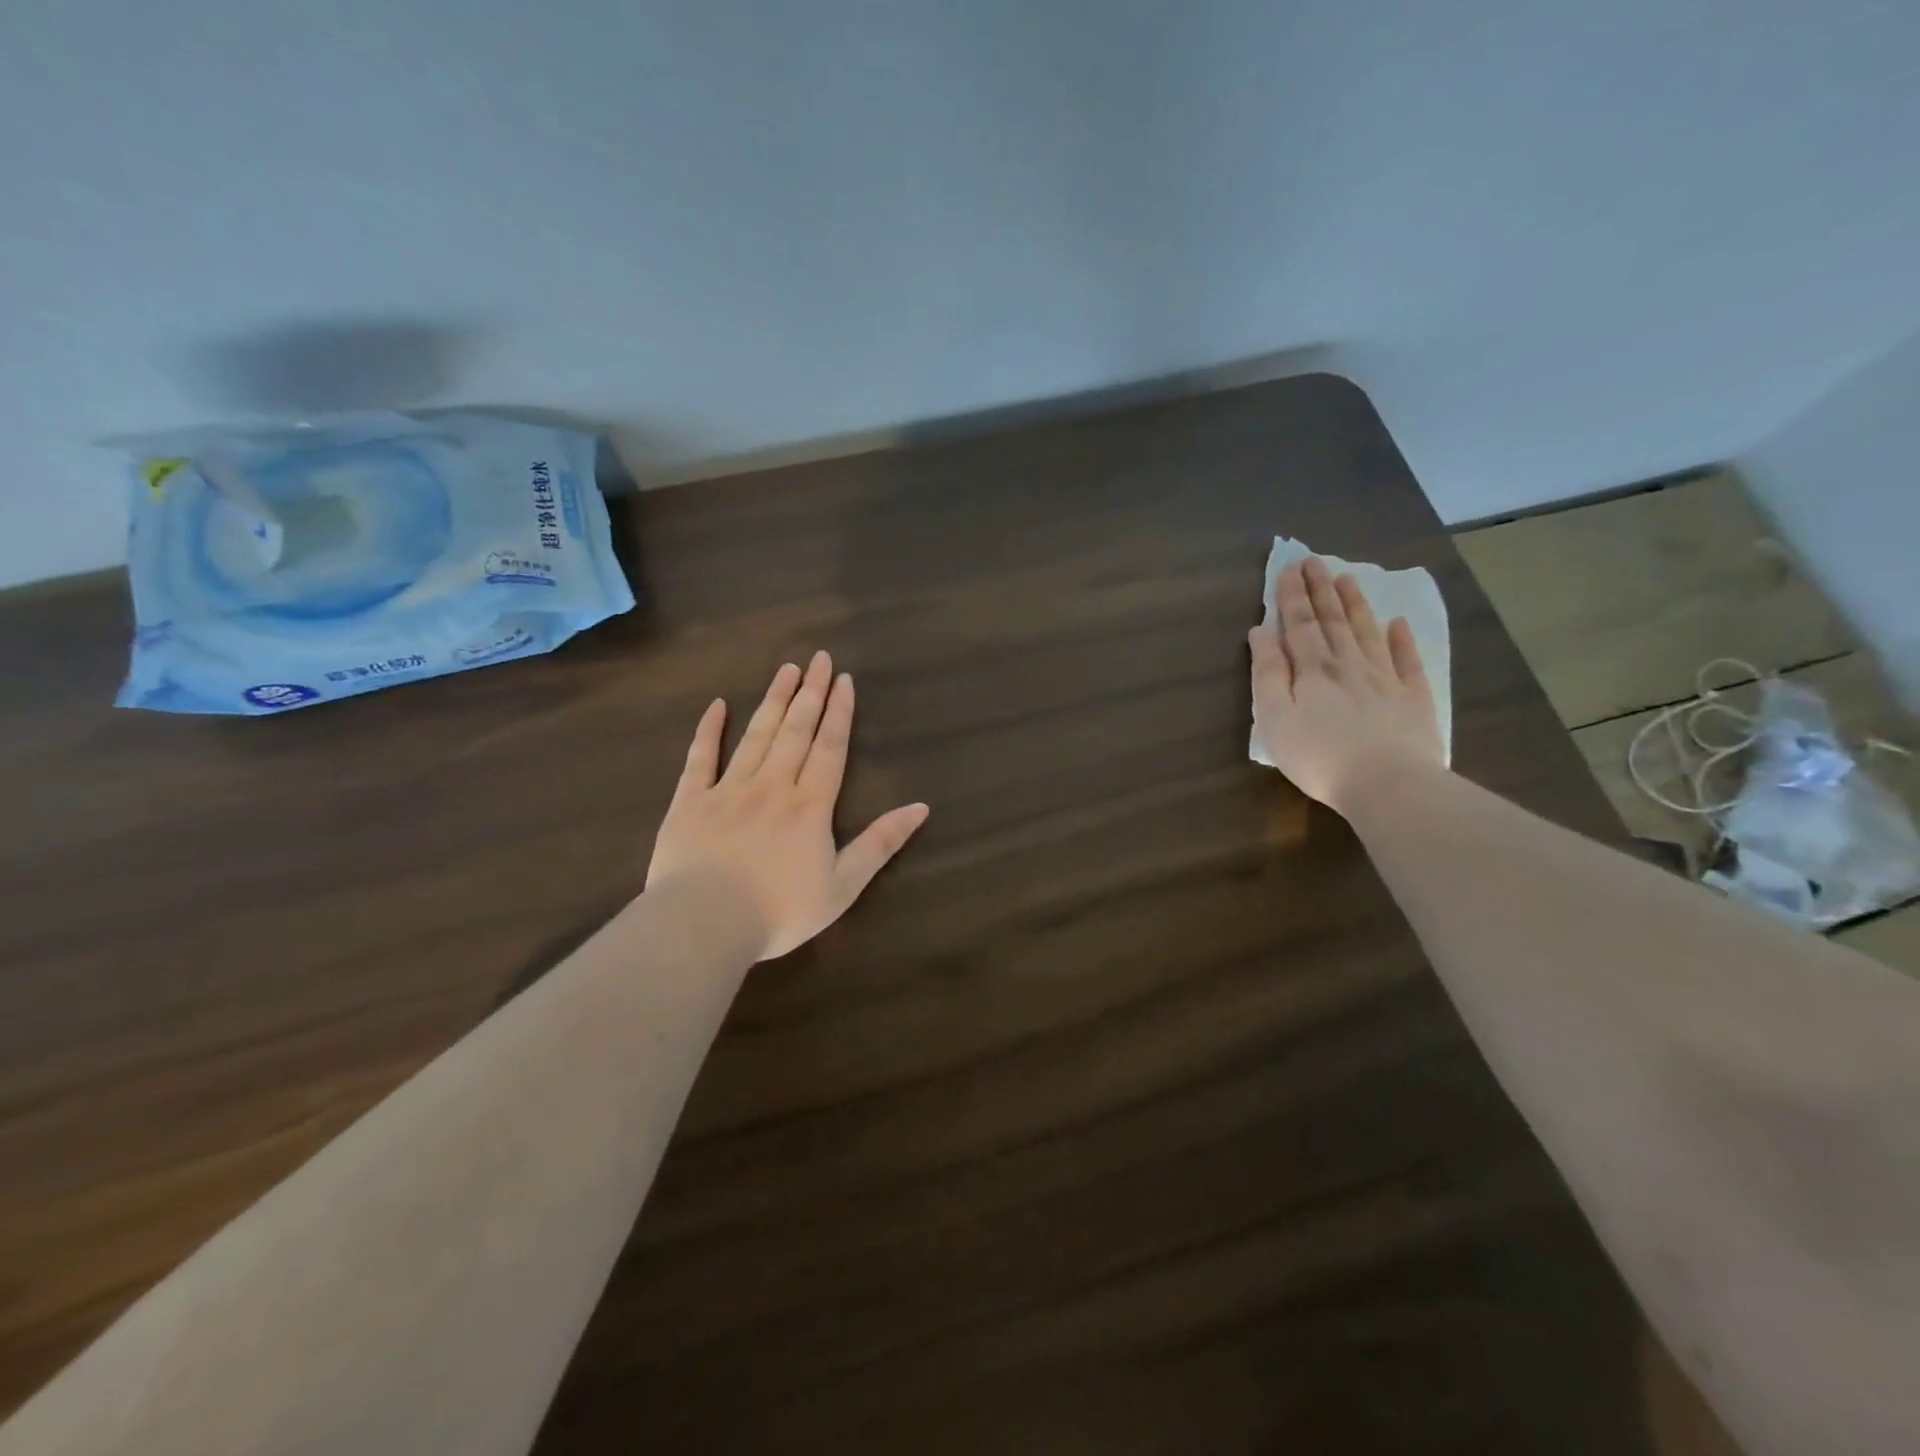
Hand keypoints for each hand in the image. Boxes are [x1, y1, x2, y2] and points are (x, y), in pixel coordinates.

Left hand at [647, 651, 929, 960]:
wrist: (704, 924)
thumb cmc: (780, 911)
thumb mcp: (843, 886)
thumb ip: (880, 844)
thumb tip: (920, 808)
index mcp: (810, 805)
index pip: (829, 748)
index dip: (839, 713)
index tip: (844, 680)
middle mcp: (772, 786)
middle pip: (795, 730)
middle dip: (810, 693)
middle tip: (818, 658)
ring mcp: (728, 789)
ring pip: (756, 735)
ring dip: (773, 700)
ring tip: (786, 669)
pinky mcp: (690, 802)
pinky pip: (700, 758)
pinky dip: (709, 730)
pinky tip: (718, 706)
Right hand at [1248, 556, 1443, 811]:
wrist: (1388, 784)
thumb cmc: (1318, 755)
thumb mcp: (1275, 717)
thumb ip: (1268, 672)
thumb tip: (1261, 631)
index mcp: (1313, 669)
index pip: (1299, 624)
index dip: (1292, 596)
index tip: (1289, 568)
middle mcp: (1349, 664)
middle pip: (1333, 621)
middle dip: (1321, 590)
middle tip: (1315, 561)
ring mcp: (1385, 679)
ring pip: (1368, 632)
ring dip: (1356, 604)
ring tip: (1348, 579)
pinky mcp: (1413, 699)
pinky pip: (1407, 661)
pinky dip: (1402, 640)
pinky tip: (1398, 624)